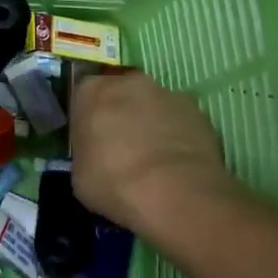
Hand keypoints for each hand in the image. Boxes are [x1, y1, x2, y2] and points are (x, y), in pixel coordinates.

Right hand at [70, 69, 235, 237]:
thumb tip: (96, 156)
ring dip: (150, 123)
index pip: (83, 96)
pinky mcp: (198, 112)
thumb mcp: (79, 175)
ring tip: (153, 160)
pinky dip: (176, 136)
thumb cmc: (114, 182)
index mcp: (92, 92)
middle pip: (121, 94)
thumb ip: (86, 153)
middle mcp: (129, 83)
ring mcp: (168, 94)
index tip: (90, 140)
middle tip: (121, 148)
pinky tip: (176, 165)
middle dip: (121, 114)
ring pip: (153, 105)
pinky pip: (179, 121)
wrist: (175, 194)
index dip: (87, 118)